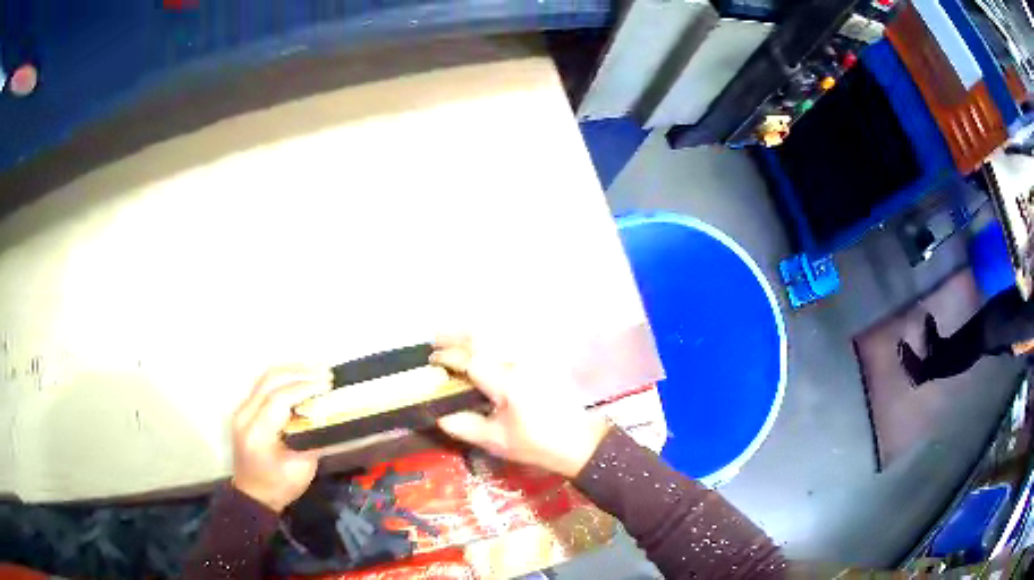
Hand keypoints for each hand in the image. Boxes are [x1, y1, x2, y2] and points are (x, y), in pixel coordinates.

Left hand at [230, 365, 331, 511]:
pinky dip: (284, 379)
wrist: (252, 495)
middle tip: (325, 373)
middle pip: (269, 380)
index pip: (279, 399)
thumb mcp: (302, 469)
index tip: (327, 384)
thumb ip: (312, 440)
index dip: (304, 388)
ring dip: (292, 371)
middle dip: (299, 372)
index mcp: (258, 434)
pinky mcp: (245, 409)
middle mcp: (245, 416)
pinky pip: (264, 385)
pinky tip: (301, 379)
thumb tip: (327, 416)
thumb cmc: (279, 487)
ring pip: (265, 378)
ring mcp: (242, 410)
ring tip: (316, 371)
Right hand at [431, 337, 609, 478]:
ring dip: (471, 336)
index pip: (470, 360)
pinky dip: (488, 342)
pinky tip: (478, 349)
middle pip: (482, 339)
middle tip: (435, 341)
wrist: (578, 441)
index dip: (447, 357)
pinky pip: (507, 345)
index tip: (431, 361)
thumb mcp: (496, 441)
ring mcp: (529, 361)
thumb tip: (438, 416)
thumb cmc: (536, 444)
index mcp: (505, 382)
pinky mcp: (538, 364)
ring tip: (452, 340)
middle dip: (455, 336)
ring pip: (495, 338)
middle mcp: (517, 364)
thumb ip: (464, 426)